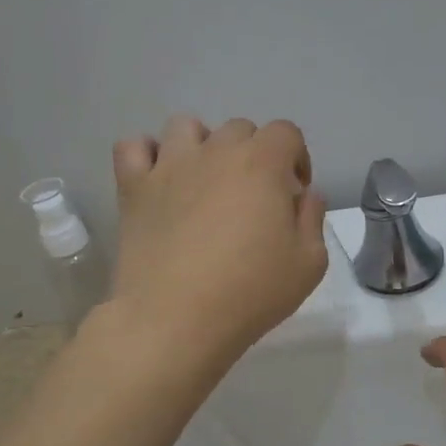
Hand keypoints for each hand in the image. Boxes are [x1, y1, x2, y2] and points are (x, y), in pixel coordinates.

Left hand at [109, 114, 327, 370]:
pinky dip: (146, 156)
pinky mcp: (133, 188)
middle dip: (253, 155)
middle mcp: (215, 151)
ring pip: (185, 127)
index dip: (296, 158)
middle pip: (239, 129)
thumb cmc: (250, 292)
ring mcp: (169, 166)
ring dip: (201, 146)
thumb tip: (303, 195)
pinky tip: (158, 182)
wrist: (176, 319)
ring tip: (204, 183)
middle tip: (252, 199)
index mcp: (262, 163)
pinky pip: (133, 147)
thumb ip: (312, 218)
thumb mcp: (309, 263)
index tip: (292, 195)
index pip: (286, 132)